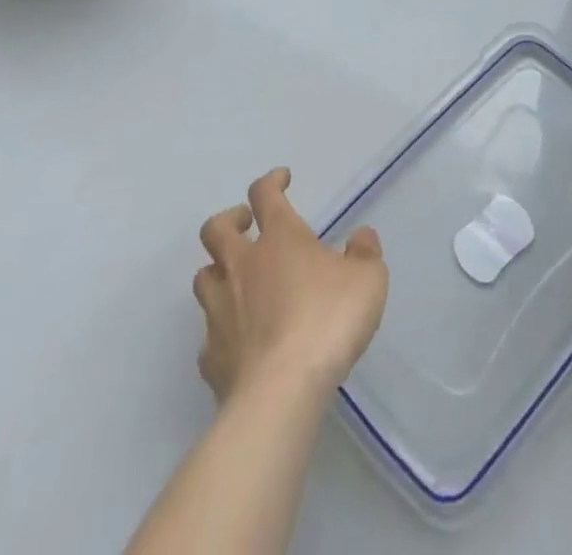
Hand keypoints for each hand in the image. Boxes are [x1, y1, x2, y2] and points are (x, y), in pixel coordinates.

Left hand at [193, 168, 388, 403]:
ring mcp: (220, 311)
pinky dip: (222, 330)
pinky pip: (209, 334)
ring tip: (239, 280)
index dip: (272, 181)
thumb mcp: (368, 279)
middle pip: (216, 229)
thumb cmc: (327, 321)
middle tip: (248, 225)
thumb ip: (365, 253)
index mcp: (279, 238)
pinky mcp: (211, 357)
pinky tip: (240, 341)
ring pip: (203, 277)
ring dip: (218, 270)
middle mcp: (242, 266)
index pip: (265, 194)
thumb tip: (360, 237)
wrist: (280, 393)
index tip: (282, 179)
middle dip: (230, 220)